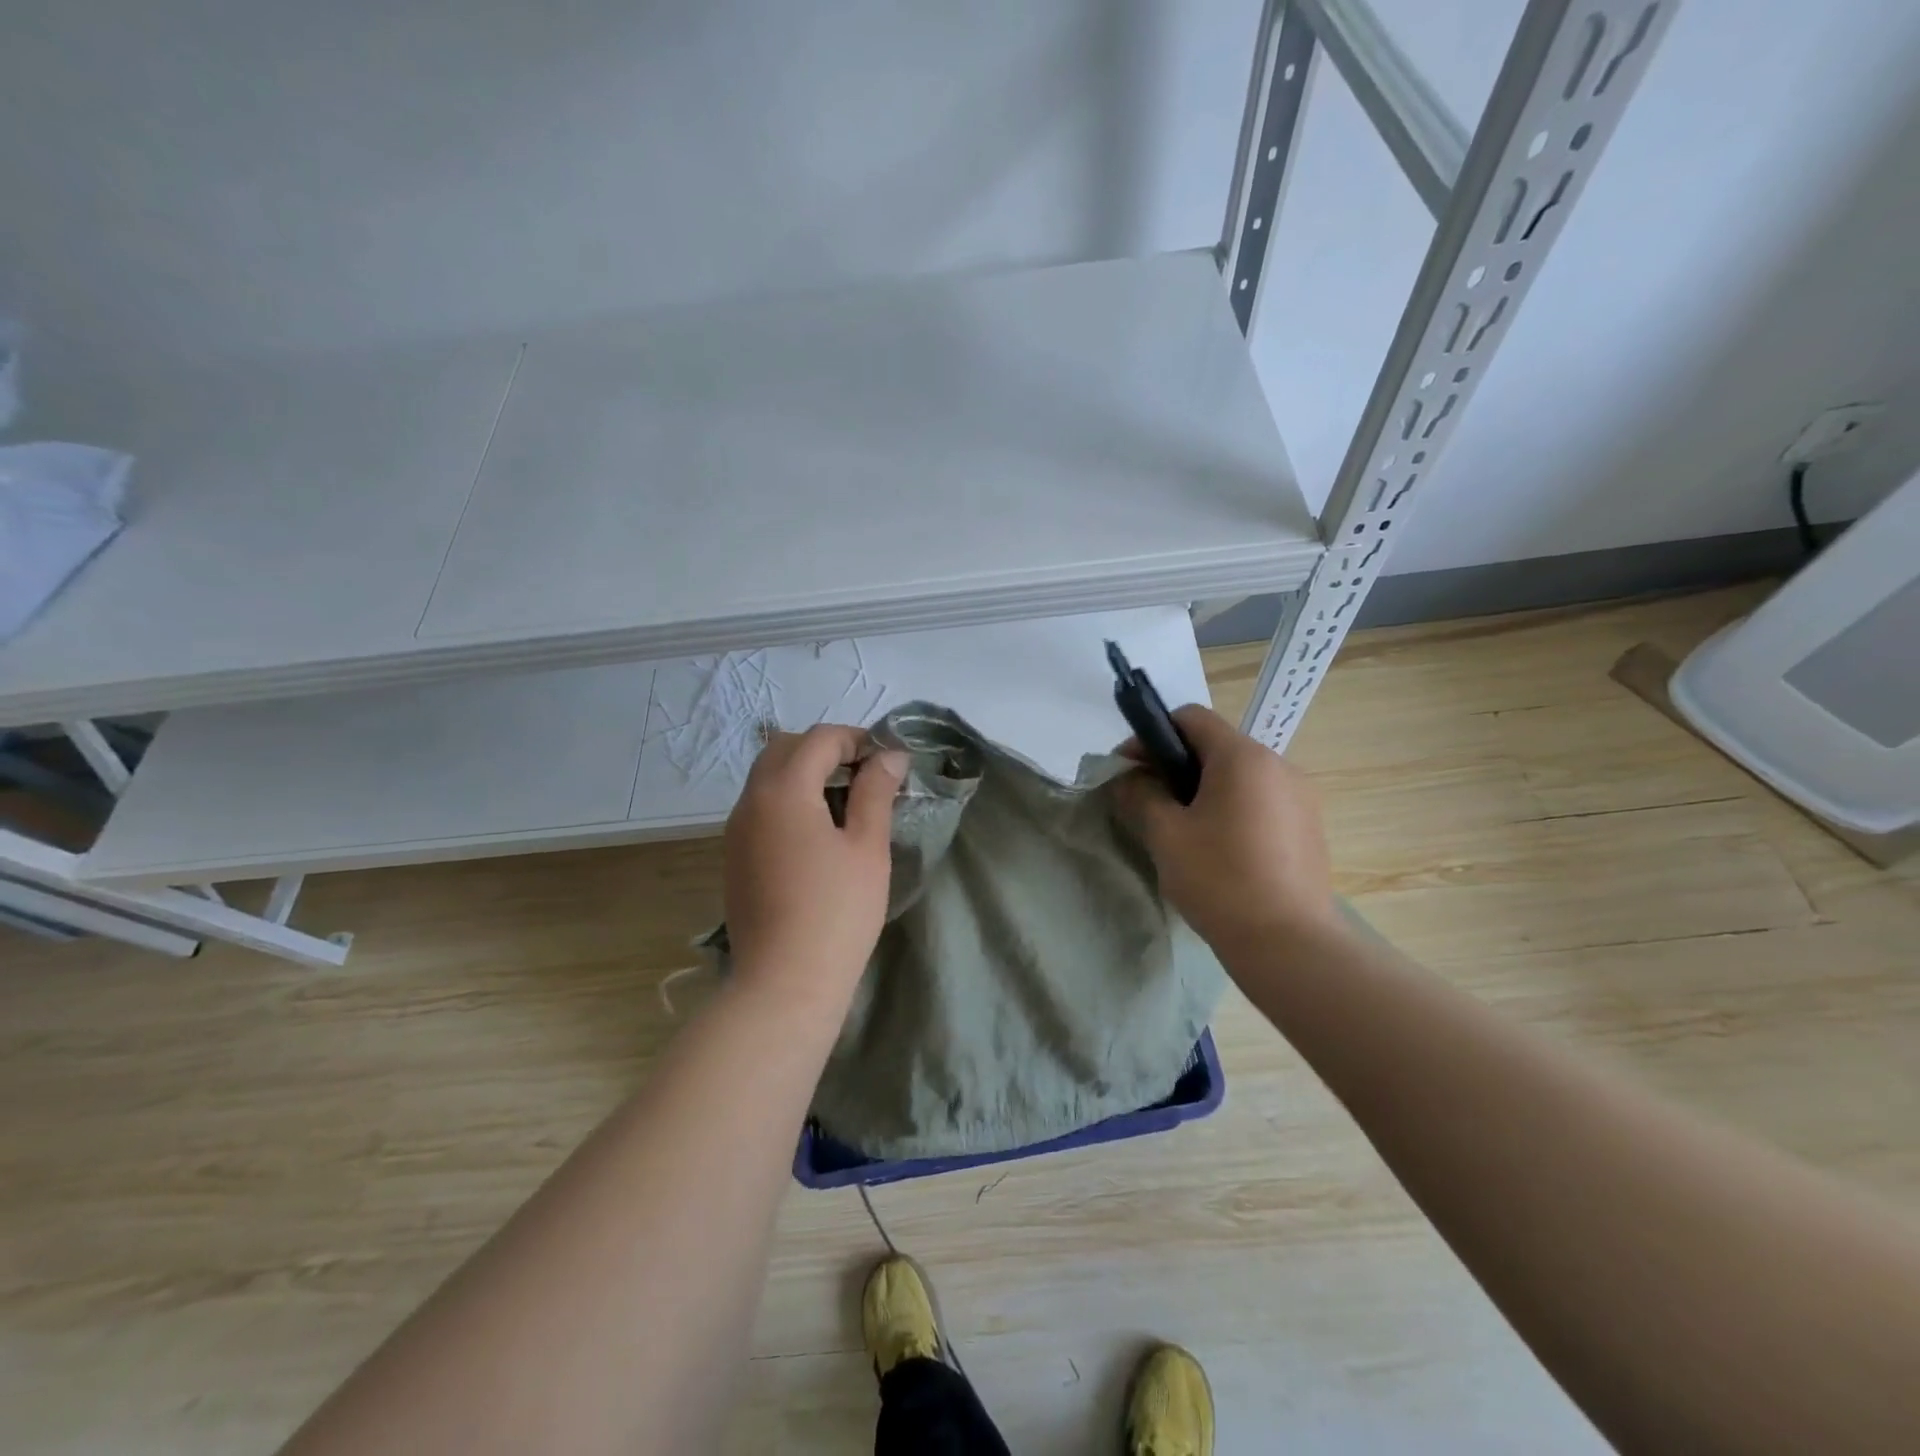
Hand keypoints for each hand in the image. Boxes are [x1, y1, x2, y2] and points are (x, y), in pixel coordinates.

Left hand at [722, 724, 906, 1008]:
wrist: (784, 983)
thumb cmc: (836, 912)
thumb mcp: (866, 847)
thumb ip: (875, 792)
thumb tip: (889, 755)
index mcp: (783, 790)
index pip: (819, 739)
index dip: (856, 739)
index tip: (887, 761)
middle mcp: (750, 800)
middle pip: (784, 748)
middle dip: (825, 749)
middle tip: (864, 775)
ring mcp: (736, 829)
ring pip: (767, 776)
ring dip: (804, 773)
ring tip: (844, 802)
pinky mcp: (735, 856)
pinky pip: (760, 806)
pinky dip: (788, 798)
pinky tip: (817, 832)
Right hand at [1113, 705, 1336, 950]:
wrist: (1289, 943)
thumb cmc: (1220, 880)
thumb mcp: (1165, 834)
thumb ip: (1139, 794)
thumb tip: (1129, 778)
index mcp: (1242, 757)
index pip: (1190, 717)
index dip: (1152, 735)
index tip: (1129, 769)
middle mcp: (1278, 765)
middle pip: (1215, 746)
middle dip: (1175, 766)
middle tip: (1148, 803)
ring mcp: (1300, 796)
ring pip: (1238, 776)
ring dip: (1203, 789)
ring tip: (1182, 830)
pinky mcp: (1309, 827)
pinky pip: (1260, 801)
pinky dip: (1232, 810)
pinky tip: (1219, 850)